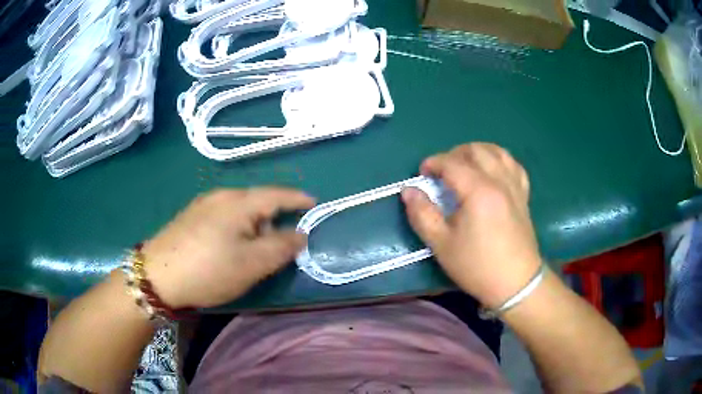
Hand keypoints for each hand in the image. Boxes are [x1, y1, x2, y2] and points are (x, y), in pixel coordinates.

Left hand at [141, 188, 315, 308]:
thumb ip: (281, 247)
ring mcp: (203, 204)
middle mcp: (221, 196)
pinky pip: (223, 214)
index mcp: (239, 202)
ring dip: (255, 223)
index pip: (277, 194)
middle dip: (275, 216)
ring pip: (239, 208)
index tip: (314, 203)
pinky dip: (237, 226)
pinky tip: (229, 245)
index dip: (298, 199)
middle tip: (283, 241)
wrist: (157, 275)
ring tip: (255, 248)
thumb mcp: (252, 264)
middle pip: (257, 200)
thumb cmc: (209, 269)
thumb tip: (301, 234)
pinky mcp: (191, 216)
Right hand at [401, 143, 541, 308]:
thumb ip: (422, 214)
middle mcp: (499, 181)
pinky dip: (499, 160)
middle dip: (453, 154)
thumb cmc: (477, 266)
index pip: (452, 163)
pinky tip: (492, 170)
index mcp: (478, 191)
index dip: (433, 163)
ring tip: (465, 166)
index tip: (421, 174)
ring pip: (497, 152)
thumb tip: (408, 190)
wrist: (515, 283)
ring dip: (477, 152)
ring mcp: (514, 186)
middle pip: (475, 150)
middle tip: (441, 172)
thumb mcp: (442, 245)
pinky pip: (513, 165)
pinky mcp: (523, 195)